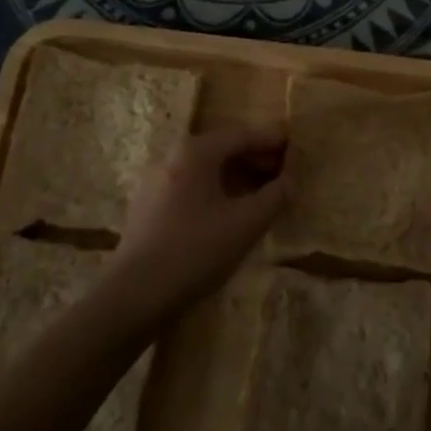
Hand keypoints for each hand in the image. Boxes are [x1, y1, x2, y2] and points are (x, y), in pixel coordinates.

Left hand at [110, 122, 289, 318]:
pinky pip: (192, 187)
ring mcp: (157, 181)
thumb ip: (274, 197)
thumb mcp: (246, 224)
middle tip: (285, 172)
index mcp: (196, 151)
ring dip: (238, 177)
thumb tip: (290, 181)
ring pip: (207, 169)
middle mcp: (173, 156)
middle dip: (256, 158)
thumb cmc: (195, 250)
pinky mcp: (149, 206)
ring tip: (264, 195)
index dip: (272, 140)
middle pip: (223, 148)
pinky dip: (218, 191)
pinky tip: (232, 213)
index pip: (242, 134)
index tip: (297, 145)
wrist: (133, 296)